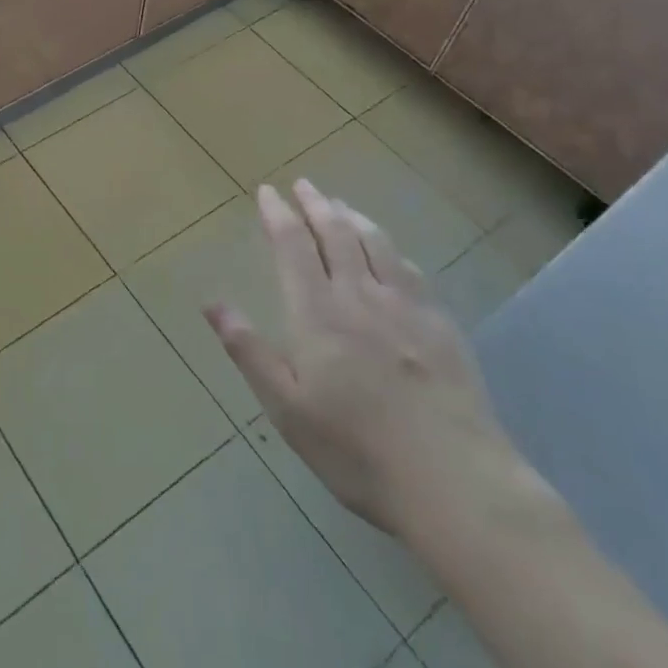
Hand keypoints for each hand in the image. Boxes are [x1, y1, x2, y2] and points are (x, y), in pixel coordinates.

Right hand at [204, 180, 523, 540]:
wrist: (455, 482)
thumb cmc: (356, 450)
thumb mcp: (286, 408)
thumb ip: (249, 351)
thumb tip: (212, 303)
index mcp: (317, 314)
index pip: (293, 246)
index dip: (278, 214)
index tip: (268, 191)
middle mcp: (360, 296)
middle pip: (336, 234)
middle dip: (315, 205)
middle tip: (304, 185)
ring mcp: (406, 308)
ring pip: (376, 244)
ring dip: (353, 217)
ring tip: (340, 204)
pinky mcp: (441, 326)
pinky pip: (411, 270)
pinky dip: (392, 249)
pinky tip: (391, 252)